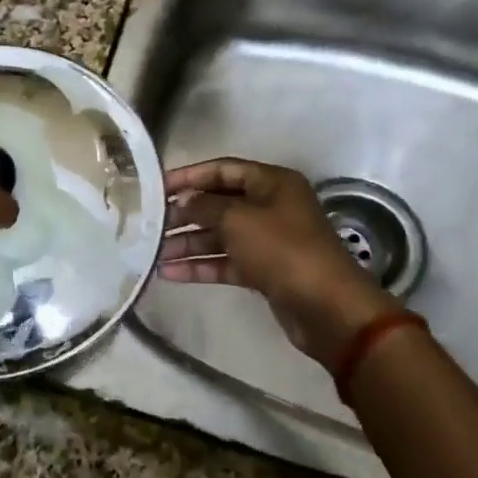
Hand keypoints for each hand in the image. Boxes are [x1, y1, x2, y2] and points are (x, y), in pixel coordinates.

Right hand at [159, 158, 398, 367]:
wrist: (326, 307)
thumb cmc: (283, 250)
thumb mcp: (238, 220)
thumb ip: (204, 206)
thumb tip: (183, 201)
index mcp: (272, 183)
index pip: (223, 170)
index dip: (189, 176)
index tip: (157, 187)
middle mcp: (271, 207)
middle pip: (219, 204)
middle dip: (185, 214)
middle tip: (151, 224)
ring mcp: (268, 241)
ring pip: (220, 236)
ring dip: (188, 243)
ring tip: (153, 253)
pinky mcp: (264, 271)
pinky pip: (226, 262)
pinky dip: (200, 266)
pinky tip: (170, 274)